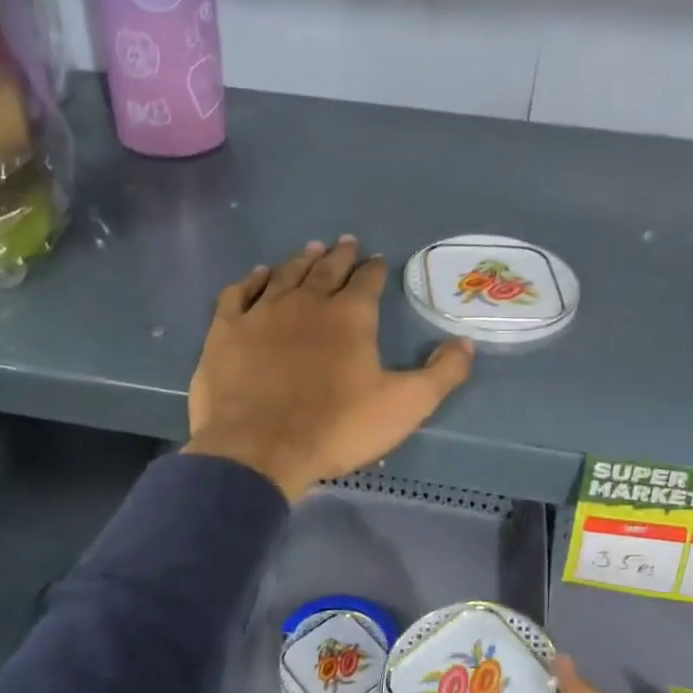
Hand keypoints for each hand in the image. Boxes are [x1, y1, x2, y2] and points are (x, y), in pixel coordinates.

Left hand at [184, 237, 474, 501]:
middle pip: (326, 269)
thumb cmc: (337, 428)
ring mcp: (262, 313)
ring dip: (301, 260)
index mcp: (350, 317)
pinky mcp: (227, 330)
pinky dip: (252, 280)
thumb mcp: (405, 406)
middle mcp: (307, 302)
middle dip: (340, 255)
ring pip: (285, 275)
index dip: (374, 269)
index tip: (377, 260)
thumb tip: (466, 343)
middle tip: (346, 242)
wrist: (259, 450)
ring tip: (312, 250)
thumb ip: (441, 373)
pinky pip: (240, 293)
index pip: (367, 281)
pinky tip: (259, 275)